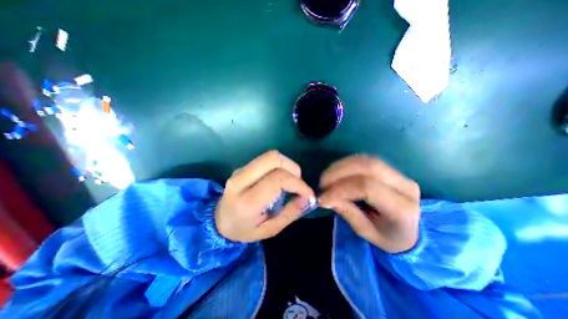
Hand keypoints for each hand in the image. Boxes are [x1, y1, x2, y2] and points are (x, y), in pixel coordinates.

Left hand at [217, 151, 314, 242]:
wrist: (219, 221)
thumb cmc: (245, 229)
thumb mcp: (270, 230)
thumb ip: (291, 213)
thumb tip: (308, 198)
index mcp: (247, 201)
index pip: (277, 180)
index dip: (298, 184)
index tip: (308, 194)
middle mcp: (241, 180)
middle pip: (273, 159)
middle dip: (293, 168)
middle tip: (298, 183)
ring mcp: (240, 170)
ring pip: (270, 155)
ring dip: (287, 165)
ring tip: (291, 181)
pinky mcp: (243, 167)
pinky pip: (266, 159)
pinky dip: (280, 165)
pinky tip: (280, 178)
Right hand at [319, 155, 420, 252]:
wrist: (409, 232)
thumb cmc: (387, 237)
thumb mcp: (366, 232)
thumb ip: (347, 212)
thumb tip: (325, 197)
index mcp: (403, 208)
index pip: (368, 188)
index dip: (341, 189)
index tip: (322, 197)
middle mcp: (405, 186)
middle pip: (369, 167)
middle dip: (339, 172)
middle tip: (322, 183)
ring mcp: (400, 175)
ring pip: (366, 160)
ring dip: (341, 166)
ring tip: (326, 177)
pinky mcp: (391, 169)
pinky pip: (365, 160)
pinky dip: (346, 164)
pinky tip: (336, 172)